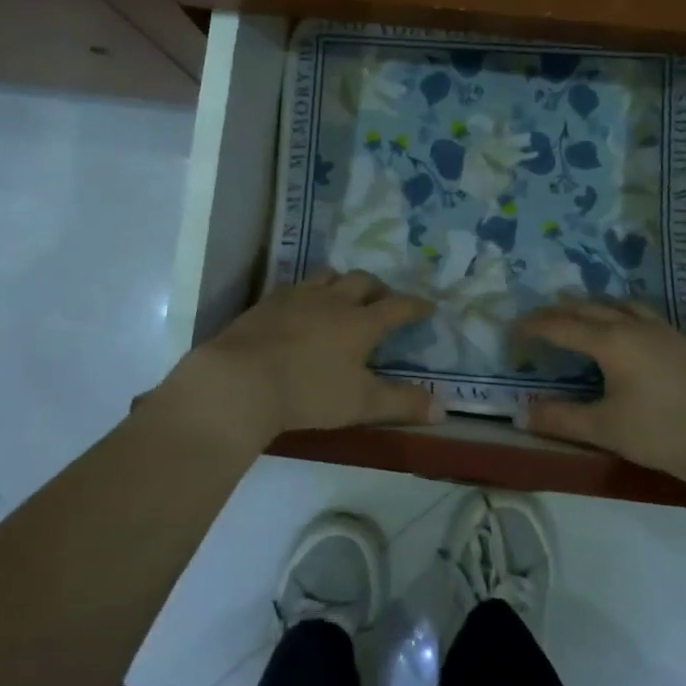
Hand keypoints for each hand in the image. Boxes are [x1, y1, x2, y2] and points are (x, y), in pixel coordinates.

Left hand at [149, 269, 436, 451]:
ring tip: (343, 296)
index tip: (427, 306)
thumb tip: (444, 409)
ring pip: (328, 276)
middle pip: (363, 281)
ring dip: (342, 283)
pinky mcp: (268, 302)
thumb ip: (402, 404)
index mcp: (361, 322)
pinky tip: (301, 307)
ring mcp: (298, 296)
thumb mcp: (362, 403)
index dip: (416, 306)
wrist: (241, 379)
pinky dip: (309, 292)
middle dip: (379, 289)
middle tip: (384, 300)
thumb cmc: (309, 392)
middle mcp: (334, 300)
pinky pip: (296, 286)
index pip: (398, 306)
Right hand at [516, 298, 685, 482]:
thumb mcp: (606, 429)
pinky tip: (624, 331)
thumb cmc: (665, 433)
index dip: (535, 326)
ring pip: (619, 305)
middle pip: (589, 307)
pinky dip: (619, 313)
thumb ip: (562, 419)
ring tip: (578, 313)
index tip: (513, 329)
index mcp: (611, 341)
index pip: (562, 325)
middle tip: (538, 319)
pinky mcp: (683, 343)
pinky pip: (640, 314)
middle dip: (559, 311)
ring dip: (592, 306)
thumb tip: (523, 412)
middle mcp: (635, 326)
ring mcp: (663, 331)